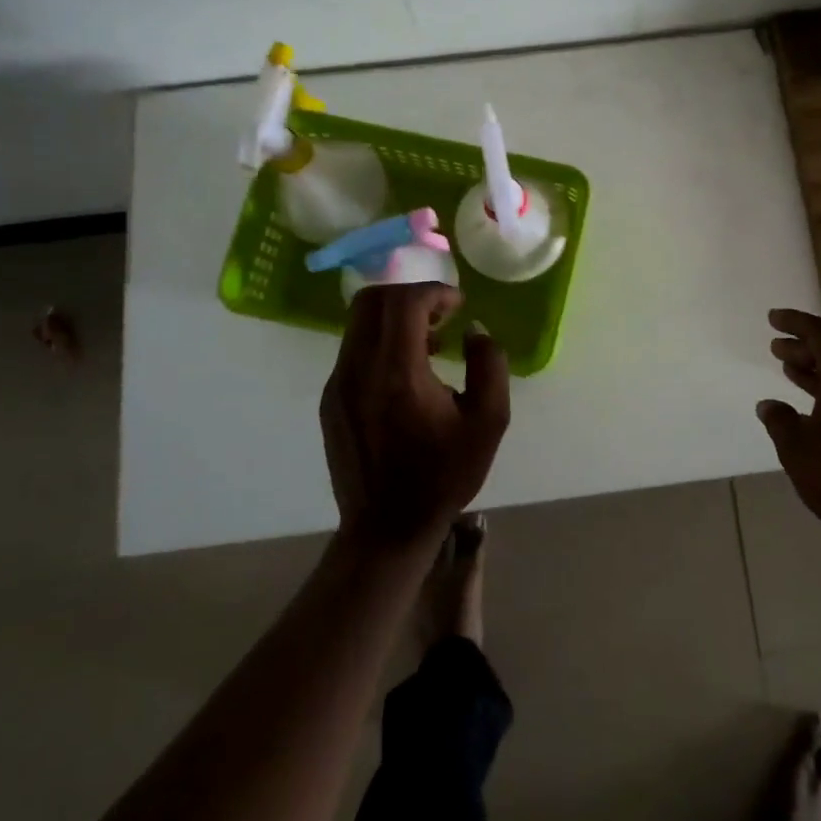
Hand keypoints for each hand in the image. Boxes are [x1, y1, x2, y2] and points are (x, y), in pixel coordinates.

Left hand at [320, 284, 510, 547]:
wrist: (386, 528)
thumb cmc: (443, 476)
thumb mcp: (489, 422)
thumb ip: (489, 365)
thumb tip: (474, 331)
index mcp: (397, 374)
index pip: (404, 303)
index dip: (435, 292)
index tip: (459, 306)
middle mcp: (359, 370)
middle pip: (372, 300)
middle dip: (411, 295)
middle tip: (442, 315)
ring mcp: (338, 384)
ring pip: (359, 323)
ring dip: (395, 318)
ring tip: (430, 344)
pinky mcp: (330, 399)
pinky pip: (354, 349)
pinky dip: (381, 341)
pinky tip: (407, 374)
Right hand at [757, 308, 820, 542]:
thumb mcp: (796, 447)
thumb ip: (780, 419)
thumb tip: (769, 406)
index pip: (819, 333)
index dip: (794, 323)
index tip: (773, 319)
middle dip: (802, 348)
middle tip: (776, 349)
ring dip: (816, 370)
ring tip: (789, 370)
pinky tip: (815, 402)